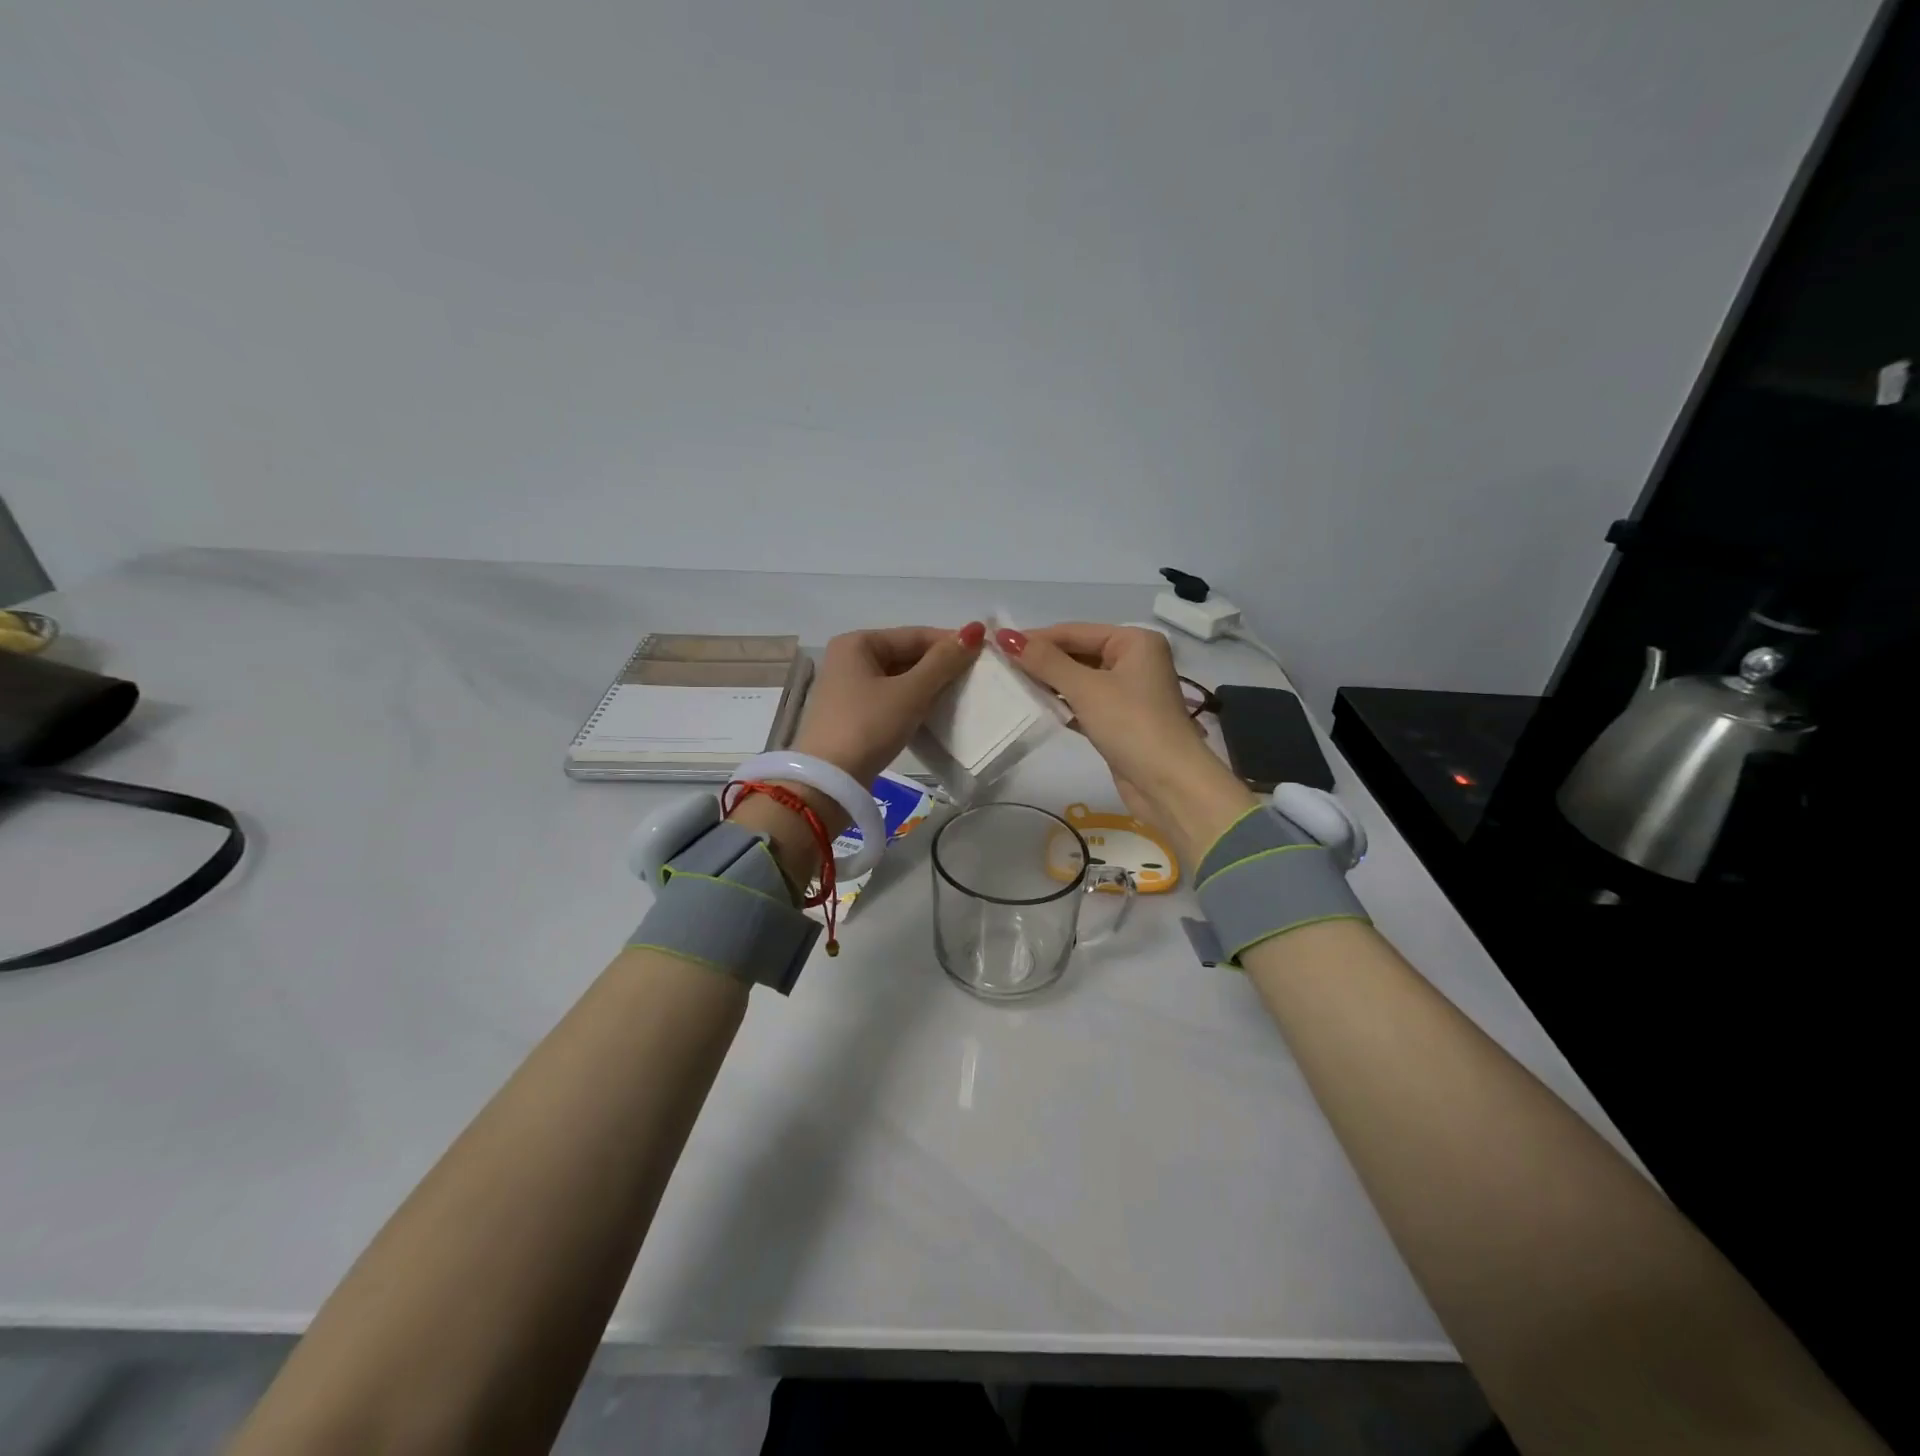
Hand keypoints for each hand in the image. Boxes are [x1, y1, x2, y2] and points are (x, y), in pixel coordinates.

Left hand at [791, 623, 985, 786]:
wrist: (829, 781)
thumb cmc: (868, 726)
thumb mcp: (911, 692)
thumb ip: (944, 662)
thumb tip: (975, 629)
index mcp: (857, 643)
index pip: (914, 635)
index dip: (950, 643)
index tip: (984, 655)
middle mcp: (848, 659)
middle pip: (905, 655)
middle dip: (939, 667)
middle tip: (976, 680)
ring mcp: (848, 689)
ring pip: (899, 679)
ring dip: (928, 687)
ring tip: (960, 697)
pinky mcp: (852, 715)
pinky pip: (890, 699)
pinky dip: (912, 703)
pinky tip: (934, 715)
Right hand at [997, 623, 1254, 860]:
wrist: (1169, 784)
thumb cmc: (1131, 724)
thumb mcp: (1085, 688)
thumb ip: (1045, 662)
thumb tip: (1007, 636)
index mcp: (1134, 641)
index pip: (1075, 631)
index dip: (1036, 637)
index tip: (997, 643)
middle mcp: (1134, 660)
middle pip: (1078, 653)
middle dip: (1042, 660)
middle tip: (1000, 665)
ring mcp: (1129, 692)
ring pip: (1080, 679)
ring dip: (1049, 683)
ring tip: (1010, 684)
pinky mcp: (1121, 720)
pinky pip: (1085, 703)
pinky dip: (1062, 704)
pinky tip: (1035, 707)